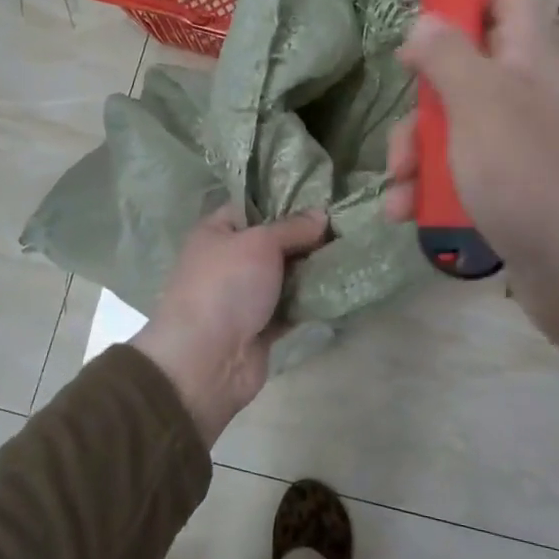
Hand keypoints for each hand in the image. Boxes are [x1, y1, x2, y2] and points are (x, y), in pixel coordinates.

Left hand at [134, 205, 329, 445]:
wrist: (206, 361)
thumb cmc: (226, 286)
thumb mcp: (260, 243)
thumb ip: (292, 227)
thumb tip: (322, 215)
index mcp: (217, 232)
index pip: (253, 206)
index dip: (285, 201)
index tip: (324, 197)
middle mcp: (229, 260)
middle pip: (274, 241)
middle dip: (307, 236)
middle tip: (347, 225)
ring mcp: (246, 295)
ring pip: (286, 274)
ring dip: (313, 268)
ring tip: (352, 251)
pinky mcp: (262, 325)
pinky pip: (292, 305)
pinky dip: (312, 299)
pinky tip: (343, 285)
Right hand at [386, 0, 558, 418]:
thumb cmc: (530, 176)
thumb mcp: (479, 104)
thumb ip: (448, 55)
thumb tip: (425, 21)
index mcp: (528, 54)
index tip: (422, 22)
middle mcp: (526, 90)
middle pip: (464, 64)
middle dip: (422, 98)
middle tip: (405, 132)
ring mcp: (519, 141)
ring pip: (454, 123)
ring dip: (416, 152)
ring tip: (397, 189)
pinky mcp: (510, 186)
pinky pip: (461, 169)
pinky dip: (431, 186)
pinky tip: (405, 212)